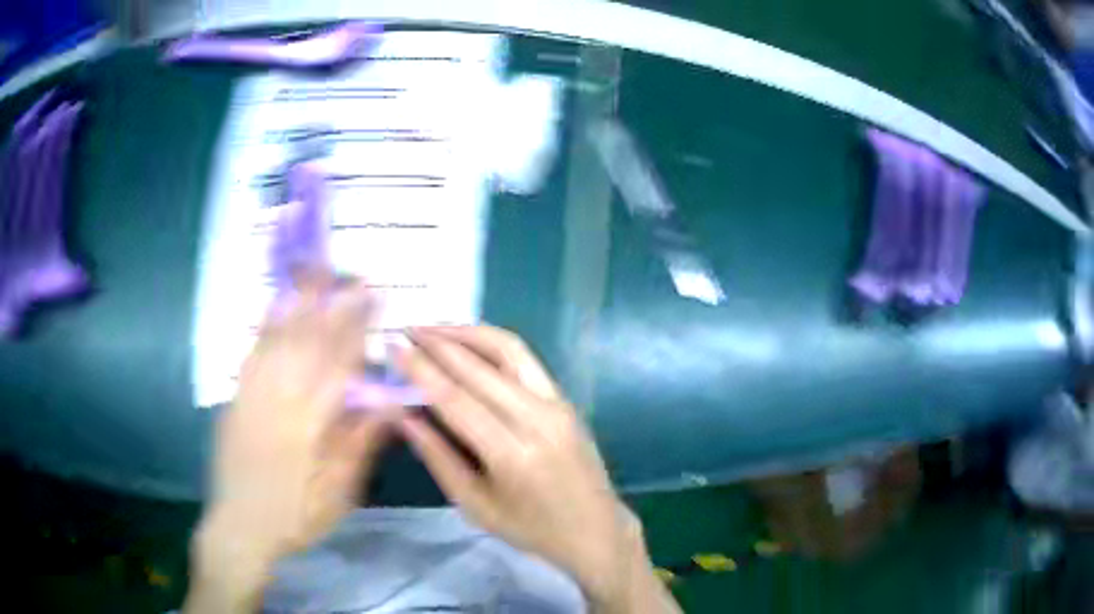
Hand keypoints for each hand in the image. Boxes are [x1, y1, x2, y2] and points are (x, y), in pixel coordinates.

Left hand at [186, 271, 392, 612]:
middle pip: (307, 340)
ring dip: (298, 301)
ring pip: (278, 338)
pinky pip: (252, 352)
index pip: (338, 363)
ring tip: (315, 271)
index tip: (371, 295)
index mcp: (309, 425)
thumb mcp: (338, 495)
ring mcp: (253, 394)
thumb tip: (389, 403)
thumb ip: (359, 445)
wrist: (240, 526)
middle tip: (347, 269)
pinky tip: (275, 303)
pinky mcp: (236, 397)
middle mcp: (280, 400)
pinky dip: (266, 323)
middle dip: (329, 300)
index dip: (355, 326)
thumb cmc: (295, 516)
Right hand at [397, 326, 678, 612]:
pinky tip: (468, 342)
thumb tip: (403, 415)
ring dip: (467, 333)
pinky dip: (493, 343)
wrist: (594, 528)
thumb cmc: (530, 528)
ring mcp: (557, 404)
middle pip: (479, 368)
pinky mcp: (565, 398)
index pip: (456, 399)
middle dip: (437, 342)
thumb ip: (438, 457)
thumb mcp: (475, 505)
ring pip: (508, 349)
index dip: (421, 369)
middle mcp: (537, 420)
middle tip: (404, 329)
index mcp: (512, 454)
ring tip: (433, 328)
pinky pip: (525, 359)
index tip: (393, 346)